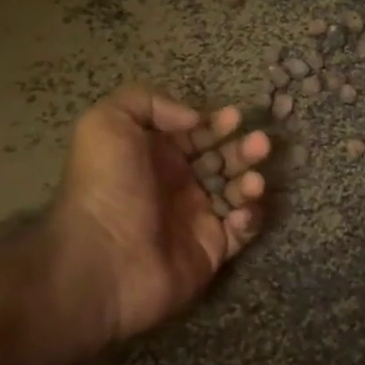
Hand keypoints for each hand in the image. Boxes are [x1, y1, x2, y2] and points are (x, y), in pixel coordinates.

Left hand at [12, 85, 268, 362]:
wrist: (103, 262)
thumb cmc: (106, 188)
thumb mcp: (106, 124)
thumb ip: (149, 102)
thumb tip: (195, 118)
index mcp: (154, 156)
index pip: (195, 134)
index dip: (216, 124)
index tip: (235, 118)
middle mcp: (177, 185)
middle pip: (222, 160)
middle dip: (244, 149)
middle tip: (261, 143)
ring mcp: (196, 219)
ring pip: (236, 192)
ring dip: (250, 181)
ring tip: (254, 181)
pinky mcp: (212, 250)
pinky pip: (242, 230)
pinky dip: (250, 218)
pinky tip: (242, 212)